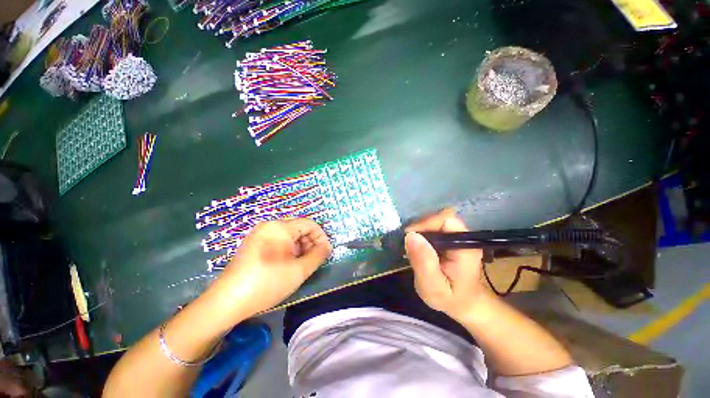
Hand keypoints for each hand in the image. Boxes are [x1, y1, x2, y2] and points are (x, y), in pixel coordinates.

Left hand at [207, 219, 331, 320]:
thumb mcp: (299, 271)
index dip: (321, 237)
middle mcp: (269, 225)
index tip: (325, 253)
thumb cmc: (267, 283)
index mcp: (280, 227)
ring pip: (288, 235)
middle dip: (310, 243)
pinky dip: (287, 250)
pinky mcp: (253, 244)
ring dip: (299, 248)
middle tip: (313, 261)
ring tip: (300, 265)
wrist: (226, 302)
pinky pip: (277, 241)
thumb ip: (318, 255)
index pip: (310, 224)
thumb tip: (327, 247)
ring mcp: (259, 234)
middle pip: (299, 228)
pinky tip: (286, 265)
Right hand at [405, 209, 487, 320]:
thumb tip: (410, 235)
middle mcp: (463, 236)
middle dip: (419, 228)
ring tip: (412, 249)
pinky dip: (421, 234)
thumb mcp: (434, 287)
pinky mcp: (449, 238)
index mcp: (465, 246)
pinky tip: (417, 248)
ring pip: (433, 221)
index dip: (425, 223)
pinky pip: (432, 227)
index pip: (446, 219)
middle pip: (438, 218)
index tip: (409, 237)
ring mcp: (457, 236)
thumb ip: (424, 263)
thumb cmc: (451, 299)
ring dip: (419, 231)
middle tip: (408, 246)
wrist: (464, 304)